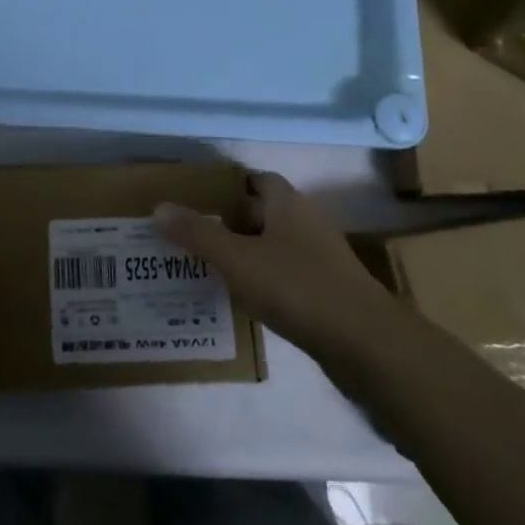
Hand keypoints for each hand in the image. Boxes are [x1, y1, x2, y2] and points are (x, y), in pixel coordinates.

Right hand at [154, 172, 383, 357]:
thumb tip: (158, 207)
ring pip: (275, 247)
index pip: (258, 180)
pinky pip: (287, 277)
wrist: (366, 344)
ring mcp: (321, 260)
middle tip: (194, 234)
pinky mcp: (328, 294)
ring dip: (247, 254)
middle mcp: (306, 224)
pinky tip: (243, 300)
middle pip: (265, 213)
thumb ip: (197, 234)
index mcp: (288, 205)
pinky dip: (264, 282)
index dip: (230, 186)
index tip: (199, 199)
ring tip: (209, 267)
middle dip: (232, 221)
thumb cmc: (297, 287)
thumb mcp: (237, 259)